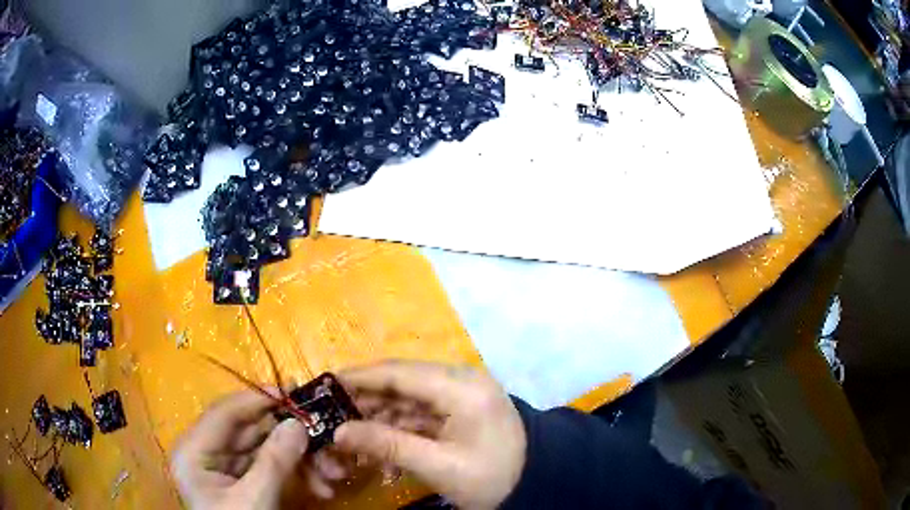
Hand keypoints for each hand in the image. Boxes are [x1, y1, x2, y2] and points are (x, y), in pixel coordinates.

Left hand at [171, 390, 344, 508]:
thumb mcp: (254, 501)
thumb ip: (274, 462)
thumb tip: (298, 423)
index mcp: (193, 451)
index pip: (224, 413)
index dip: (257, 399)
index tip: (292, 389)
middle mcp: (205, 453)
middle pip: (249, 431)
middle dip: (289, 436)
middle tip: (324, 430)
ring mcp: (224, 468)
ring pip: (264, 450)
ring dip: (299, 459)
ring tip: (331, 472)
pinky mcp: (242, 482)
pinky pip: (270, 468)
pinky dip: (295, 474)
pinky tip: (320, 486)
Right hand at [334, 361, 526, 509]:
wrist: (536, 483)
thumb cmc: (492, 477)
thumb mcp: (439, 466)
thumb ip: (387, 446)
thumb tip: (340, 432)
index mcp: (460, 387)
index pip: (398, 373)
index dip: (360, 377)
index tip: (326, 386)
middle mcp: (460, 380)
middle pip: (401, 383)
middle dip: (366, 402)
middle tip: (333, 417)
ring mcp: (462, 394)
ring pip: (408, 398)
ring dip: (381, 418)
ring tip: (353, 438)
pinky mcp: (461, 408)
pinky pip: (422, 412)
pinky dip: (400, 428)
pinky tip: (381, 446)